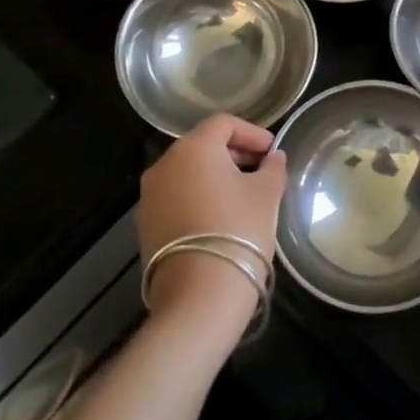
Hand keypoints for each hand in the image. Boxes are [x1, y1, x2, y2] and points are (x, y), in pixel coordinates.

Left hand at [138, 115, 287, 330]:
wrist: (199, 295)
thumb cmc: (239, 230)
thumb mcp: (267, 194)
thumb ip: (272, 168)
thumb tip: (273, 157)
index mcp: (193, 148)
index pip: (224, 124)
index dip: (252, 133)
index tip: (273, 151)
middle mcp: (164, 164)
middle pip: (203, 146)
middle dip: (234, 154)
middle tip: (262, 171)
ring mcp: (150, 196)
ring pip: (188, 173)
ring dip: (215, 176)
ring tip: (244, 196)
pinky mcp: (146, 225)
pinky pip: (176, 197)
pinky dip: (198, 197)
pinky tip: (221, 217)